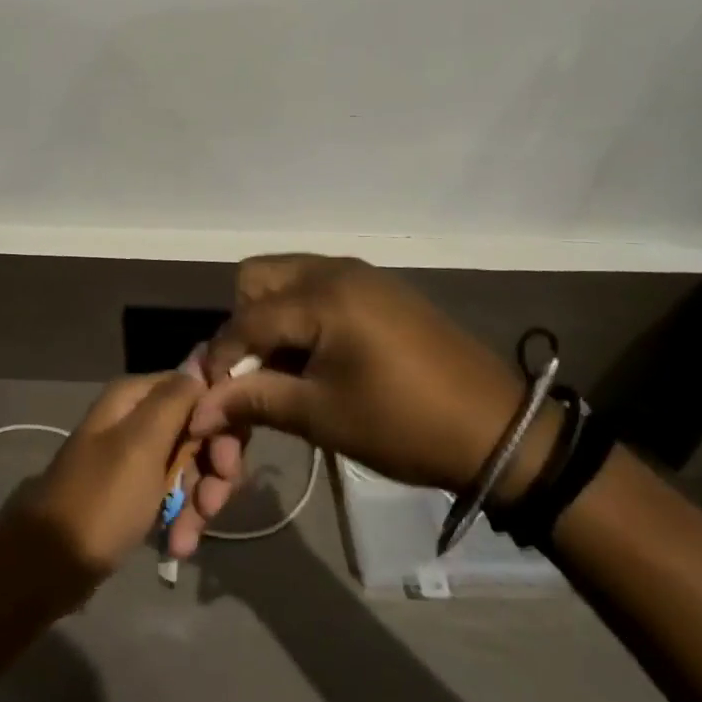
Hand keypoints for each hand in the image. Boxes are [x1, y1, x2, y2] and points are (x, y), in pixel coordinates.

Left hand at [0, 370, 204, 608]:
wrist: (50, 564)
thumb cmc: (101, 499)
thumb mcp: (141, 445)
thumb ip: (175, 401)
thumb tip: (201, 366)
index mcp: (135, 397)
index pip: (198, 390)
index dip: (222, 423)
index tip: (227, 462)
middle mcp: (137, 417)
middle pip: (200, 431)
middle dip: (213, 471)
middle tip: (212, 506)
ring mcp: (137, 455)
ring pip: (192, 466)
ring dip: (198, 502)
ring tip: (185, 539)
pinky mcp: (137, 489)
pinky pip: (175, 493)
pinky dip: (182, 517)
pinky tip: (177, 545)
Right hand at [176, 257, 526, 547]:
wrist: (500, 431)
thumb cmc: (404, 425)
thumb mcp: (322, 416)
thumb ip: (255, 401)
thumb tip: (200, 410)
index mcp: (322, 295)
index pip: (246, 319)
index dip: (222, 359)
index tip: (212, 399)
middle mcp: (336, 270)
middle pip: (258, 277)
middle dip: (243, 322)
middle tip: (255, 371)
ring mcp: (361, 275)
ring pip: (287, 278)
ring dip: (271, 317)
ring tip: (284, 368)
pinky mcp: (380, 290)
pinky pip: (318, 286)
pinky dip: (301, 314)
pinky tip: (317, 356)